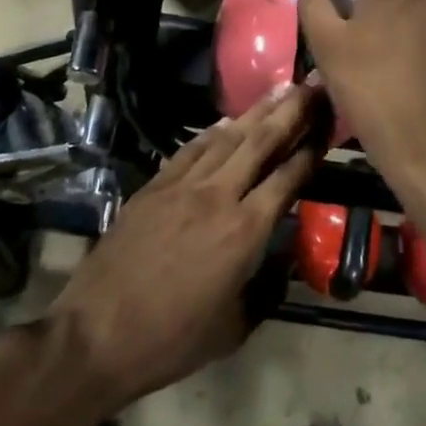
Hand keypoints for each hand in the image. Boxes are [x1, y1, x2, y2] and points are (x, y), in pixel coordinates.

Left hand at [50, 83, 324, 413]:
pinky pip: (190, 150)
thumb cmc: (173, 339)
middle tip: (312, 86)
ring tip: (278, 90)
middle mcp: (217, 196)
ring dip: (255, 112)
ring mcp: (181, 186)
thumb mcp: (234, 327)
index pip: (287, 179)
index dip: (310, 150)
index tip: (327, 125)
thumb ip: (265, 288)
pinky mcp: (153, 186)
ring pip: (226, 138)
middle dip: (289, 112)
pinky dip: (212, 133)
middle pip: (260, 143)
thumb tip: (282, 261)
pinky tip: (226, 123)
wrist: (98, 332)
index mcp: (245, 232)